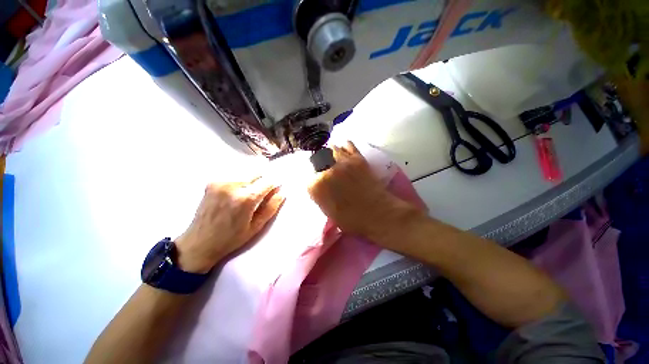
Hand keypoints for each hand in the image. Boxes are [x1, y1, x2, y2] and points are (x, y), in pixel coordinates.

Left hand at [175, 178, 284, 272]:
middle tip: (263, 190)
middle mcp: (233, 184)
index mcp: (246, 199)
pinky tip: (234, 193)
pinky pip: (231, 175)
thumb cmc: (230, 240)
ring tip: (248, 193)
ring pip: (243, 171)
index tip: (278, 187)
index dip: (275, 183)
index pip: (267, 181)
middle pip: (255, 171)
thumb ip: (270, 208)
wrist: (201, 241)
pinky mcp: (212, 181)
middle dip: (262, 178)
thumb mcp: (254, 228)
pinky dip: (237, 180)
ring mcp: (220, 181)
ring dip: (250, 178)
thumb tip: (282, 192)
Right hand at [308, 141, 419, 240]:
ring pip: (331, 148)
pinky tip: (345, 150)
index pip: (308, 177)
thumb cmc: (352, 220)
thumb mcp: (328, 212)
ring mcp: (342, 162)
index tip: (318, 183)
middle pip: (317, 159)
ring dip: (331, 153)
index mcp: (316, 187)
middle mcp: (326, 170)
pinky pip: (348, 145)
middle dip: (320, 164)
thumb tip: (321, 188)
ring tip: (333, 157)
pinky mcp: (357, 158)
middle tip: (324, 169)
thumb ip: (321, 196)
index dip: (314, 180)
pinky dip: (345, 147)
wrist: (377, 213)